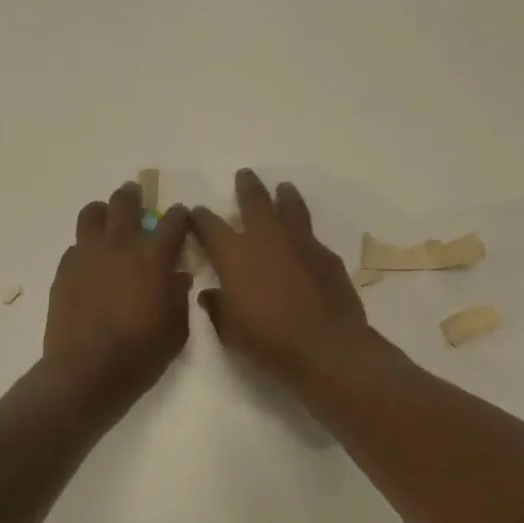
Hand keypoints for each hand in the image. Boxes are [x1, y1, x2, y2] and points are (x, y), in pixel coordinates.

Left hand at [43, 182, 193, 417]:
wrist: (87, 371)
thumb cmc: (141, 353)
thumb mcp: (176, 328)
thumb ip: (179, 296)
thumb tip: (178, 276)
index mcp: (153, 256)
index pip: (173, 221)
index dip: (180, 216)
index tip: (181, 217)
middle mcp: (120, 245)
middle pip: (125, 202)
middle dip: (134, 196)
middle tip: (136, 198)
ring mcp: (87, 255)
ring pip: (92, 214)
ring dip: (103, 212)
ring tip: (107, 221)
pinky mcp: (64, 270)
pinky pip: (76, 245)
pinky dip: (86, 246)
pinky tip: (91, 263)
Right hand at [192, 169, 373, 393]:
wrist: (325, 346)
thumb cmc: (268, 341)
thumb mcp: (230, 330)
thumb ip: (218, 307)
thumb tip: (210, 294)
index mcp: (234, 254)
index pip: (209, 226)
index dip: (200, 217)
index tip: (196, 213)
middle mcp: (266, 238)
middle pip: (254, 200)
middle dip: (246, 186)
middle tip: (244, 175)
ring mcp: (300, 243)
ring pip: (290, 207)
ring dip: (284, 195)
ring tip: (283, 188)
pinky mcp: (327, 256)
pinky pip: (312, 238)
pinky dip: (304, 236)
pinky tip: (305, 244)